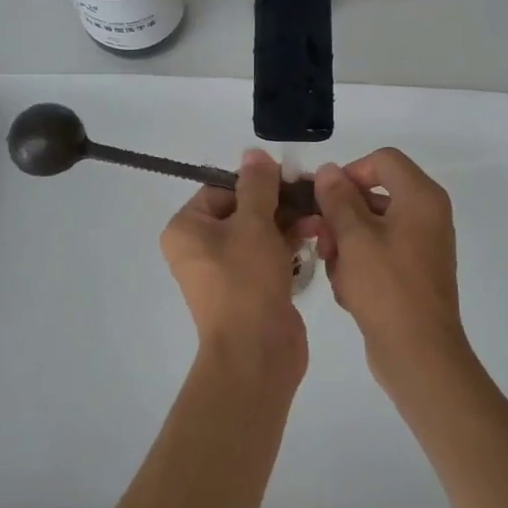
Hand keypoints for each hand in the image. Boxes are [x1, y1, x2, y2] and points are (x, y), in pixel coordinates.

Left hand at [160, 151, 308, 383]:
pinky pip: (267, 257)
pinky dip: (288, 246)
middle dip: (278, 203)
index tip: (291, 178)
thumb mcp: (254, 224)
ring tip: (320, 217)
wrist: (256, 353)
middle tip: (312, 194)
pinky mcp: (249, 289)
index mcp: (187, 229)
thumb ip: (257, 185)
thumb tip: (253, 153)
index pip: (221, 189)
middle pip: (242, 210)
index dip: (256, 182)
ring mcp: (225, 271)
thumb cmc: (246, 281)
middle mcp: (200, 248)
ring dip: (288, 223)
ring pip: (259, 234)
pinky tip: (316, 237)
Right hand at [311, 149, 470, 388]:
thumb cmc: (386, 288)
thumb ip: (337, 198)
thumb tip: (329, 170)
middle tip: (323, 242)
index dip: (350, 173)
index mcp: (421, 197)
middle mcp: (426, 215)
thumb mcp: (354, 237)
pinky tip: (348, 291)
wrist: (418, 354)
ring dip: (345, 245)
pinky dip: (358, 266)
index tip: (326, 200)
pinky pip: (377, 253)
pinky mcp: (412, 272)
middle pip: (373, 195)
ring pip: (369, 227)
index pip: (382, 160)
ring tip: (337, 273)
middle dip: (341, 217)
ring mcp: (421, 245)